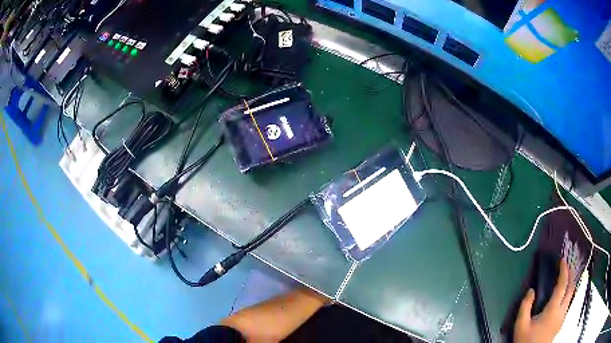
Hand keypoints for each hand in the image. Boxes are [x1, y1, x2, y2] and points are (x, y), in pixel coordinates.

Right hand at [514, 259, 575, 342]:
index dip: (564, 270)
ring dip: (570, 284)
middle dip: (570, 274)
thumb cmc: (526, 341)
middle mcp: (562, 311)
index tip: (562, 260)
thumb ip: (525, 306)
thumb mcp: (521, 326)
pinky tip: (562, 296)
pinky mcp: (561, 323)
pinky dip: (568, 294)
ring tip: (566, 278)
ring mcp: (563, 317)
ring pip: (571, 295)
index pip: (563, 285)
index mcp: (553, 309)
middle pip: (571, 288)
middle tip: (566, 266)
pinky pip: (568, 303)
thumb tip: (531, 290)